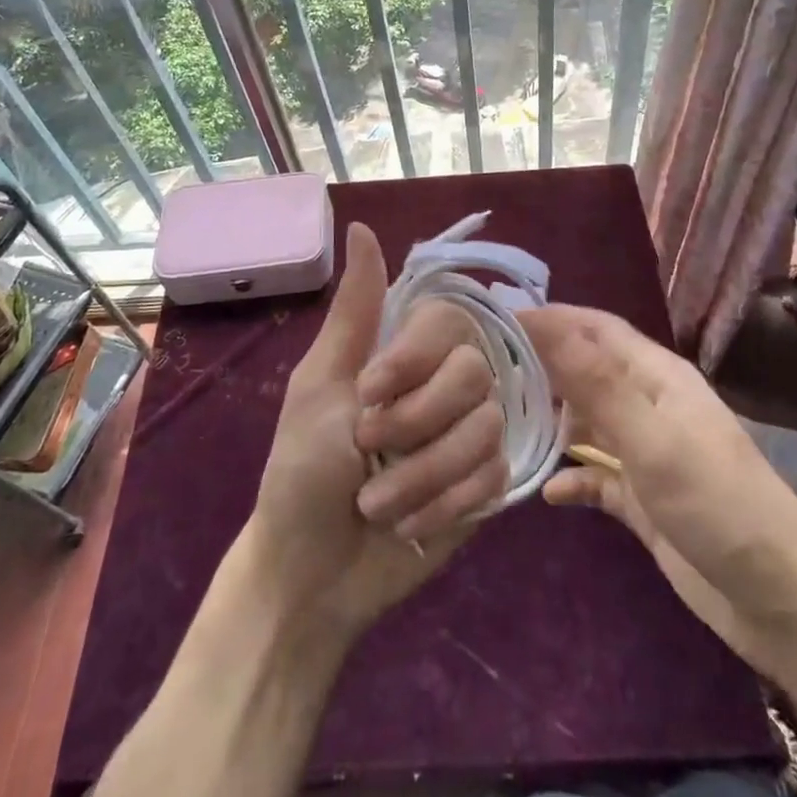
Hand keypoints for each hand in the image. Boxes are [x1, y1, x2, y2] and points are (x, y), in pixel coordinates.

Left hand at [248, 222, 508, 641]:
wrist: (311, 572)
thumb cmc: (303, 468)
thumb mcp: (320, 382)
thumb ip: (355, 308)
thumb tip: (360, 224)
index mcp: (405, 352)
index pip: (449, 320)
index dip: (413, 359)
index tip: (367, 391)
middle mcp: (446, 383)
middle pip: (474, 374)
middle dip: (414, 423)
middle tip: (366, 448)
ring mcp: (470, 434)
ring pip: (486, 429)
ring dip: (422, 475)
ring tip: (377, 502)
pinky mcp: (486, 485)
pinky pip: (494, 477)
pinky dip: (445, 504)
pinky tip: (411, 523)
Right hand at [521, 304, 796, 658]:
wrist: (779, 601)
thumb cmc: (716, 503)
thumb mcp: (653, 439)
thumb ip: (598, 384)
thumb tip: (548, 325)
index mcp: (656, 376)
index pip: (594, 328)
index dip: (548, 318)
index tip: (494, 319)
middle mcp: (649, 404)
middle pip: (586, 369)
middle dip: (541, 363)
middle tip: (486, 369)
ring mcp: (647, 452)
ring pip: (588, 420)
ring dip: (552, 418)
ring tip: (501, 421)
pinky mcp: (644, 499)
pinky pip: (597, 476)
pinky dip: (572, 477)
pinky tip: (547, 491)